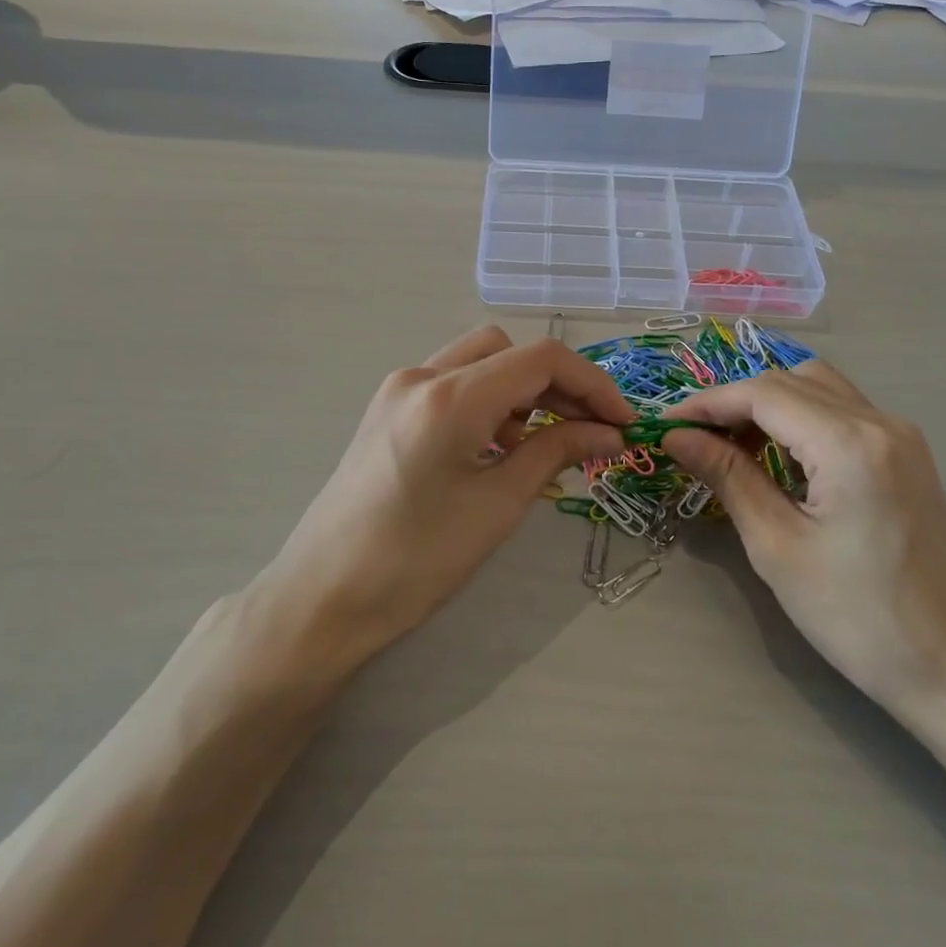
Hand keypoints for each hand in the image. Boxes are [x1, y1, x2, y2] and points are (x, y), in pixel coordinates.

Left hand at [250, 326, 635, 671]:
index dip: (593, 384)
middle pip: (508, 349)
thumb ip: (556, 453)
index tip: (621, 421)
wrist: (324, 597)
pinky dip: (486, 402)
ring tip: (538, 445)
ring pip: (478, 361)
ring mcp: (398, 390)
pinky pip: (451, 384)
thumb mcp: (498, 506)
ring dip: (520, 391)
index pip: (541, 359)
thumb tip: (608, 432)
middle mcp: (421, 375)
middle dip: (555, 383)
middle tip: (586, 430)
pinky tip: (494, 448)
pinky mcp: (387, 410)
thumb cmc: (415, 560)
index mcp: (450, 396)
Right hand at [659, 362, 945, 713]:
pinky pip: (843, 412)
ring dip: (768, 406)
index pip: (763, 394)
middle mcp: (881, 422)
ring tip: (729, 446)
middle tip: (693, 440)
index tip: (665, 426)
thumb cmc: (857, 617)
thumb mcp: (776, 546)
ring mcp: (901, 436)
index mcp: (850, 443)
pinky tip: (777, 456)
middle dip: (734, 402)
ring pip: (819, 389)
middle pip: (791, 382)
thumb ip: (727, 476)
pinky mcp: (907, 456)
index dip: (708, 403)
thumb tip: (676, 437)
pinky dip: (800, 419)